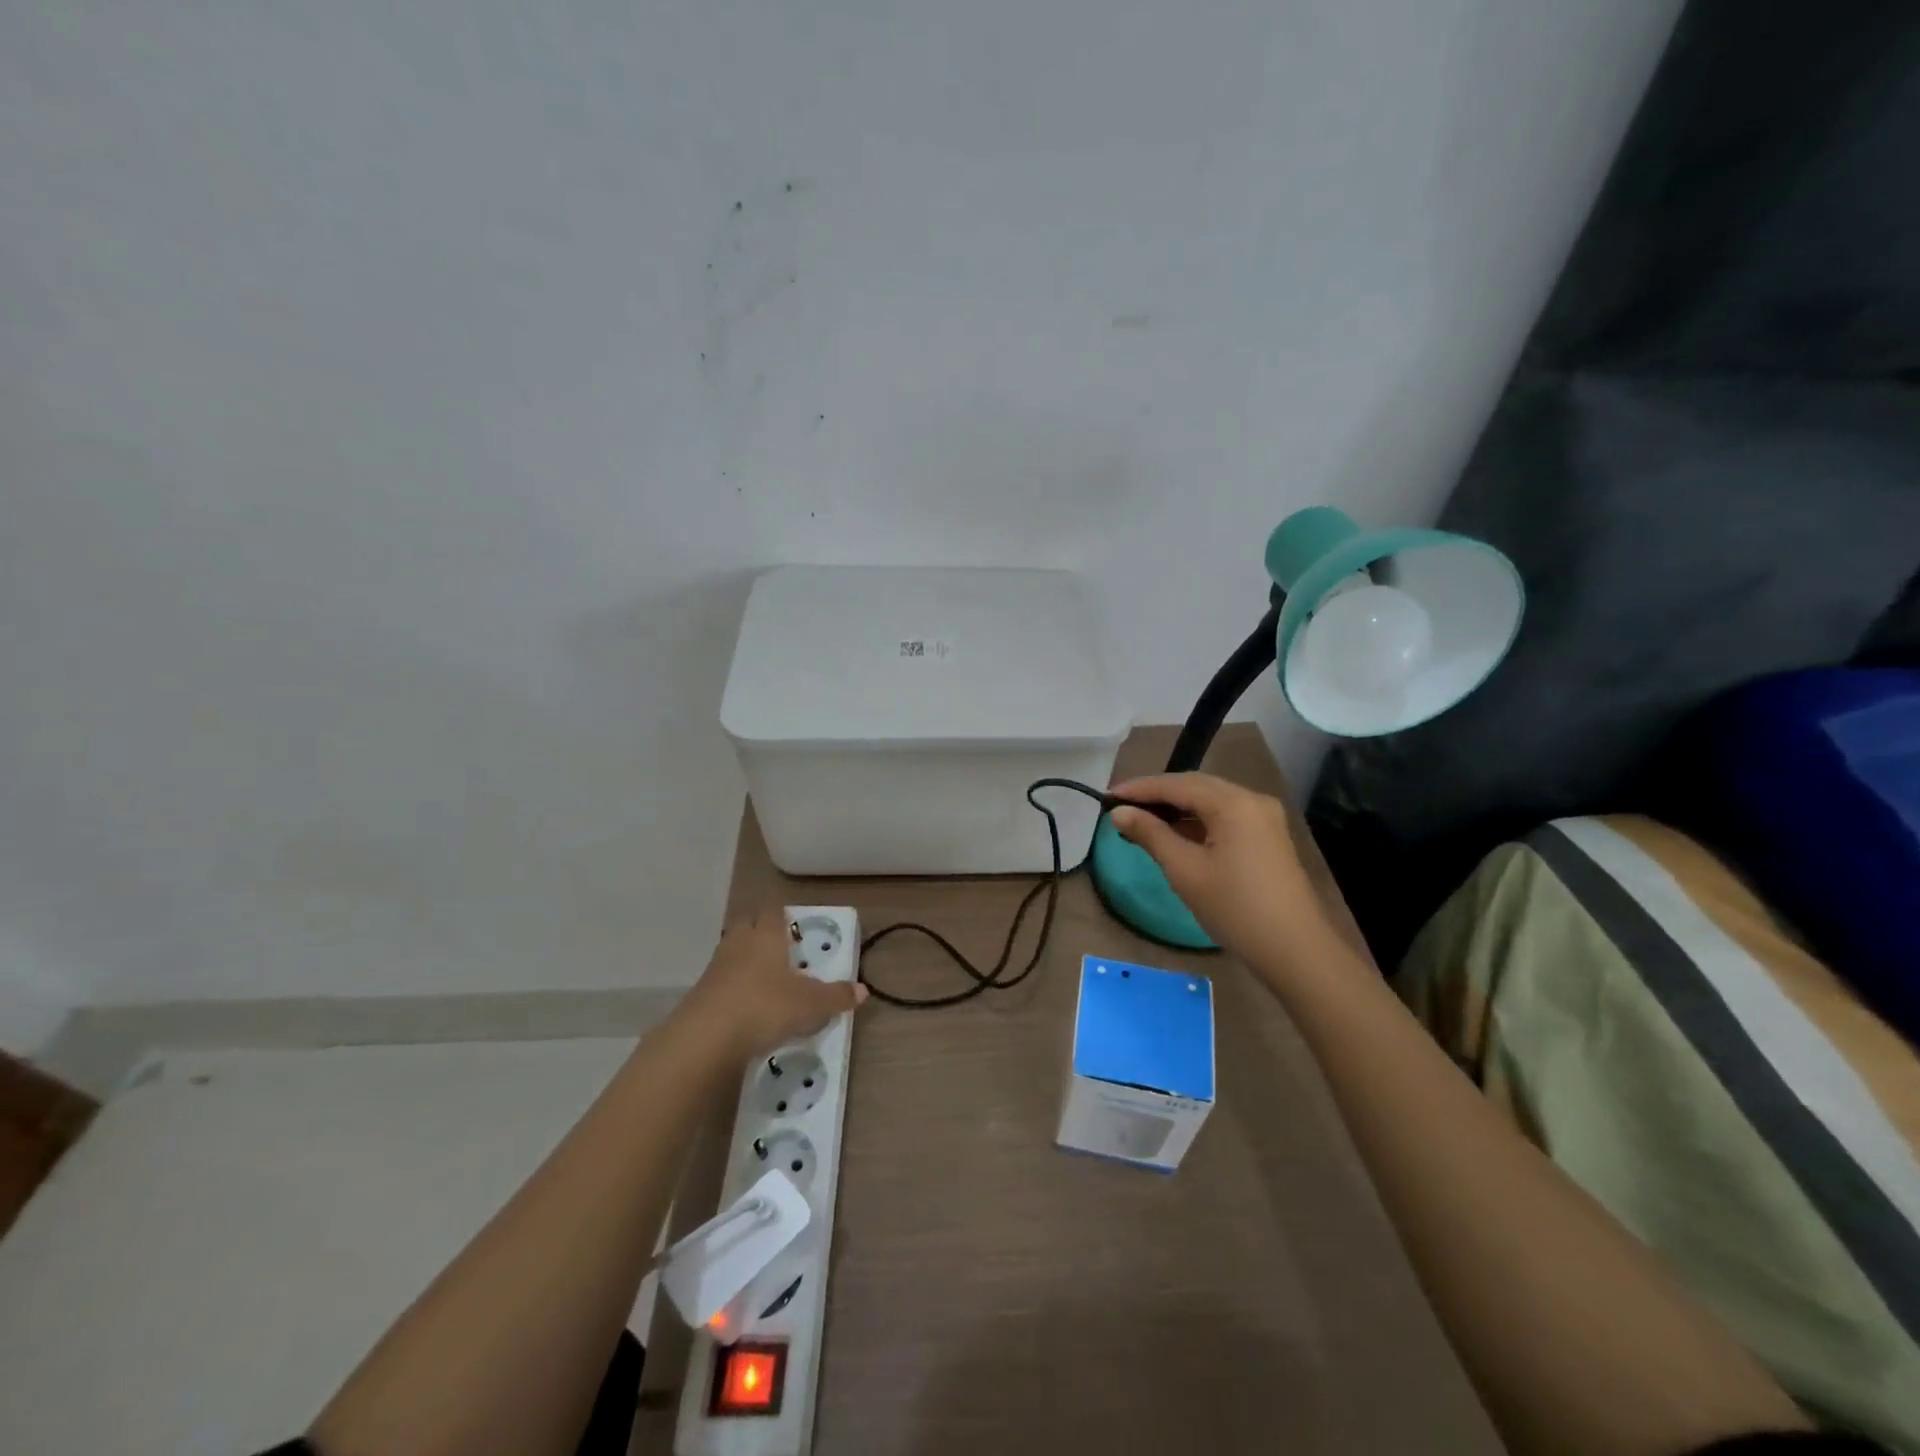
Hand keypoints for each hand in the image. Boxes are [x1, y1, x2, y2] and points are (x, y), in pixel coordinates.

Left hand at [683, 907, 867, 1060]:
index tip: (791, 917)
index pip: (773, 910)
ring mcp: (715, 969)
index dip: (782, 911)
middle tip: (778, 943)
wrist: (706, 1039)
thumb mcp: (811, 1004)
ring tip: (765, 976)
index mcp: (766, 936)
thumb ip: (836, 996)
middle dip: (760, 928)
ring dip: (745, 958)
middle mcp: (739, 944)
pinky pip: (720, 981)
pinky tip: (746, 1005)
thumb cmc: (765, 1006)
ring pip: (731, 951)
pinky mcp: (700, 995)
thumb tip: (863, 990)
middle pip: (747, 924)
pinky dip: (733, 987)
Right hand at [1108, 773, 1329, 963]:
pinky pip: (1225, 817)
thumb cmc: (1235, 908)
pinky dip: (1197, 821)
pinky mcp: (1268, 838)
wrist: (1296, 951)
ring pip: (1211, 801)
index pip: (1177, 784)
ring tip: (1142, 820)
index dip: (1140, 789)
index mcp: (1234, 803)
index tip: (1107, 796)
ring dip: (1177, 808)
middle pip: (1196, 786)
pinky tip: (1176, 834)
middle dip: (1157, 795)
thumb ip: (1150, 835)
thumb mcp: (1185, 871)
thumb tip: (1119, 813)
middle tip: (1122, 807)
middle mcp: (1252, 800)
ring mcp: (1264, 819)